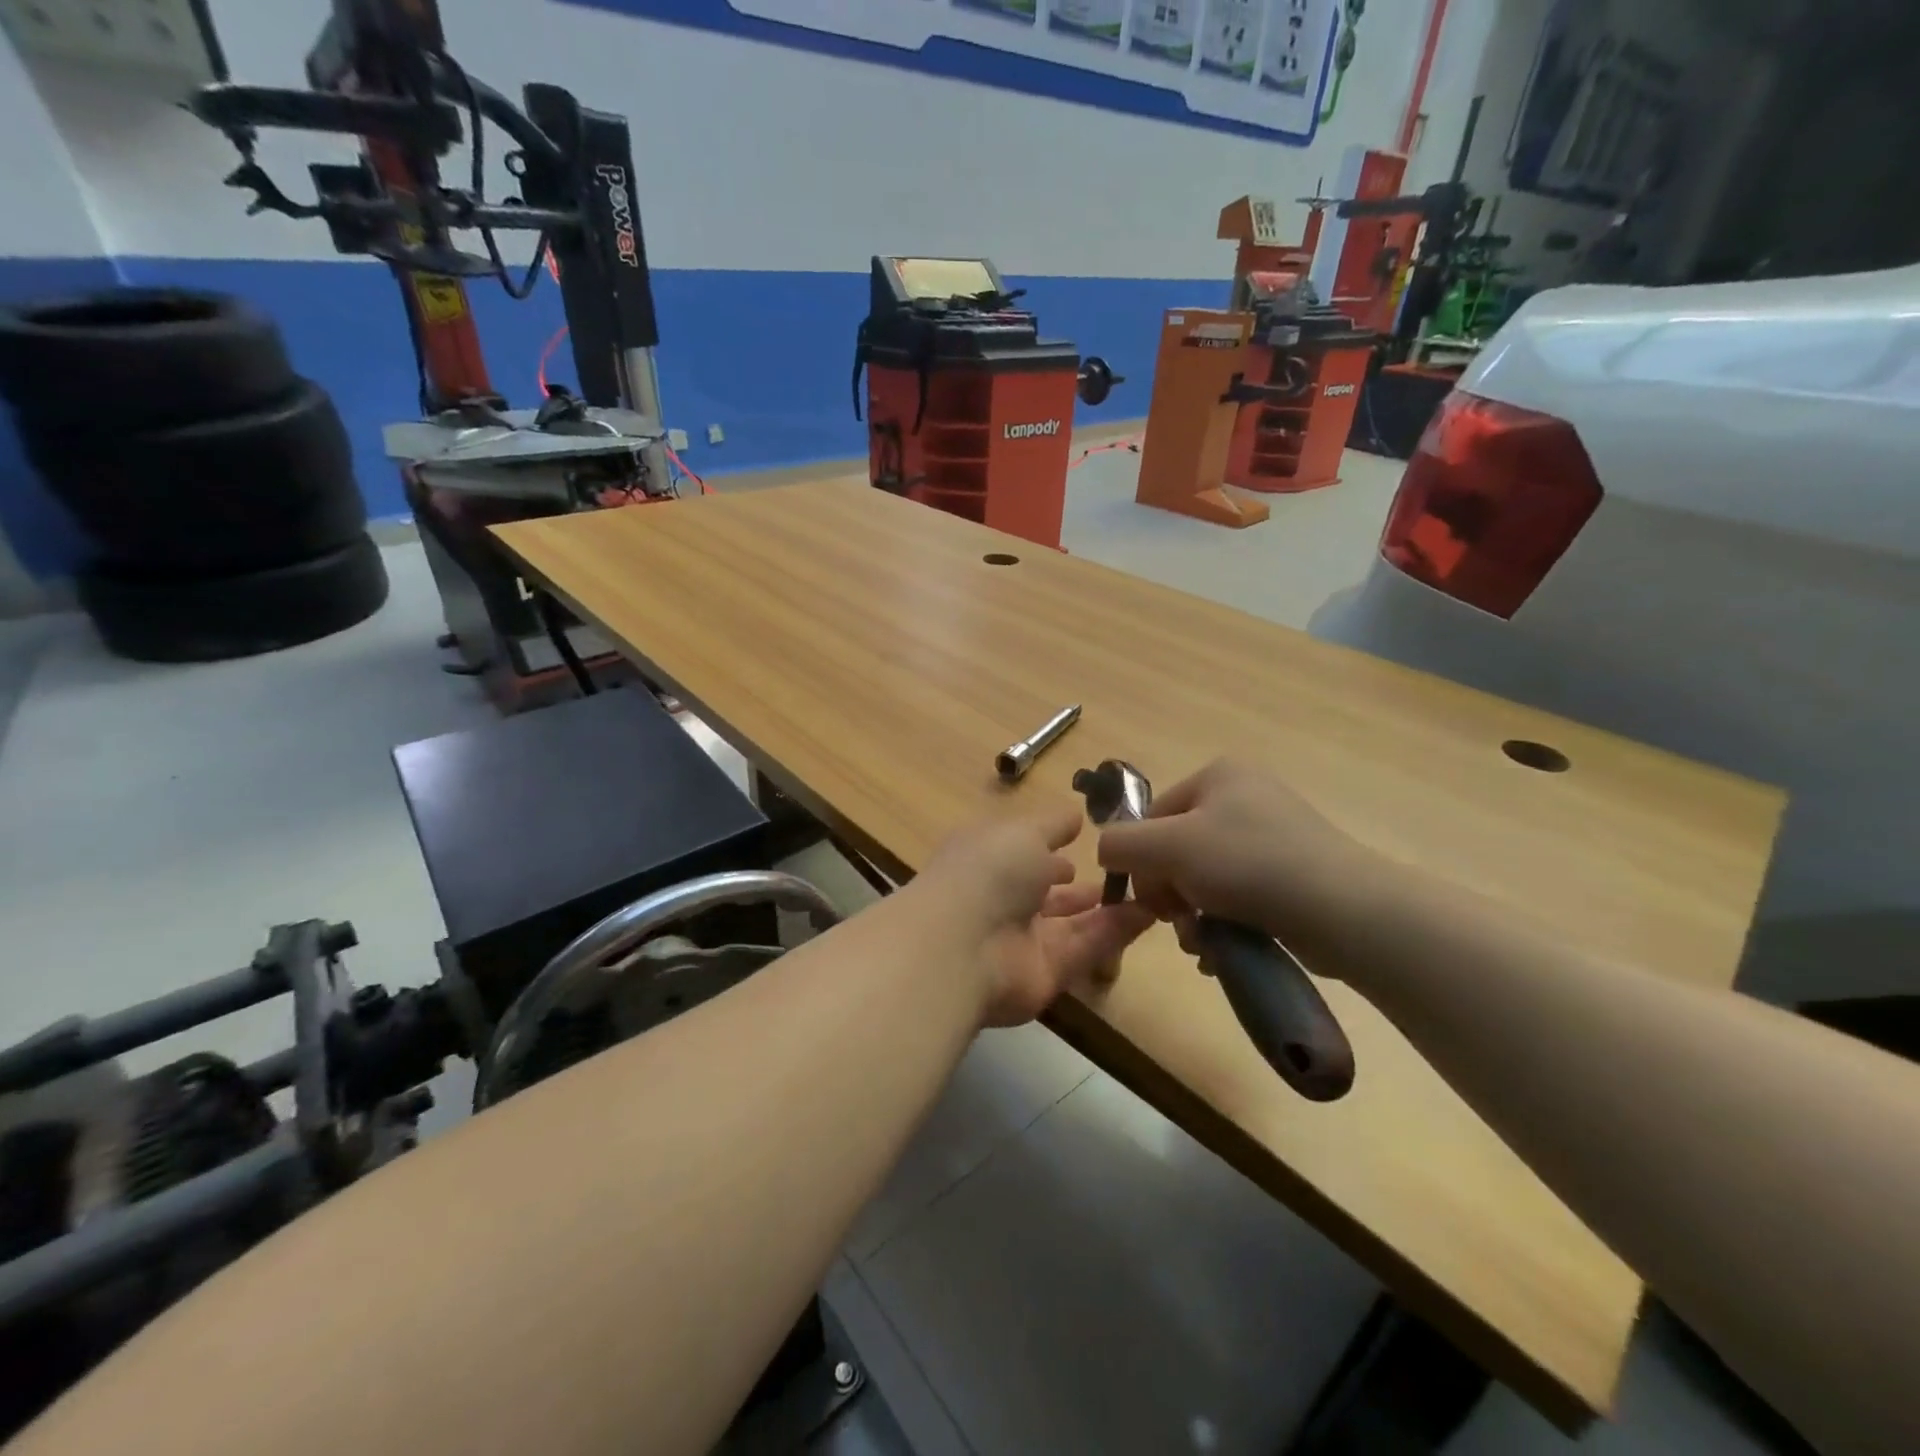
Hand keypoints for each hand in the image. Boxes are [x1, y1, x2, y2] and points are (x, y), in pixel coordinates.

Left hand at [914, 803, 1154, 1027]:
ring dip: (1107, 908)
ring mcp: (1022, 939)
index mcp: (987, 859)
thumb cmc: (988, 871)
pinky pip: (1086, 948)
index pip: (1020, 852)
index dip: (1049, 848)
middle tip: (1124, 873)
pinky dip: (1116, 932)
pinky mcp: (1046, 973)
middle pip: (1045, 893)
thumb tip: (1075, 816)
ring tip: (1149, 891)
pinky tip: (1151, 913)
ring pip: (1071, 923)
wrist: (964, 946)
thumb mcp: (1023, 832)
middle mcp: (1001, 900)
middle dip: (1077, 885)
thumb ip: (1053, 826)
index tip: (1084, 839)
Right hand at [1095, 758, 1379, 966]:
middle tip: (1179, 923)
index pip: (1152, 818)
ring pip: (1205, 878)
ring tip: (1203, 943)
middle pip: (1177, 849)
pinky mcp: (1293, 874)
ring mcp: (1273, 836)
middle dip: (1170, 893)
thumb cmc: (1247, 864)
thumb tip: (1106, 853)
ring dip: (1192, 915)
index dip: (1141, 861)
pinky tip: (1225, 948)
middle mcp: (1245, 797)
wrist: (1342, 909)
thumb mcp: (1168, 847)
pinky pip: (1238, 895)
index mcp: (1217, 776)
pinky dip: (1224, 922)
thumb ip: (1120, 845)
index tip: (1151, 900)